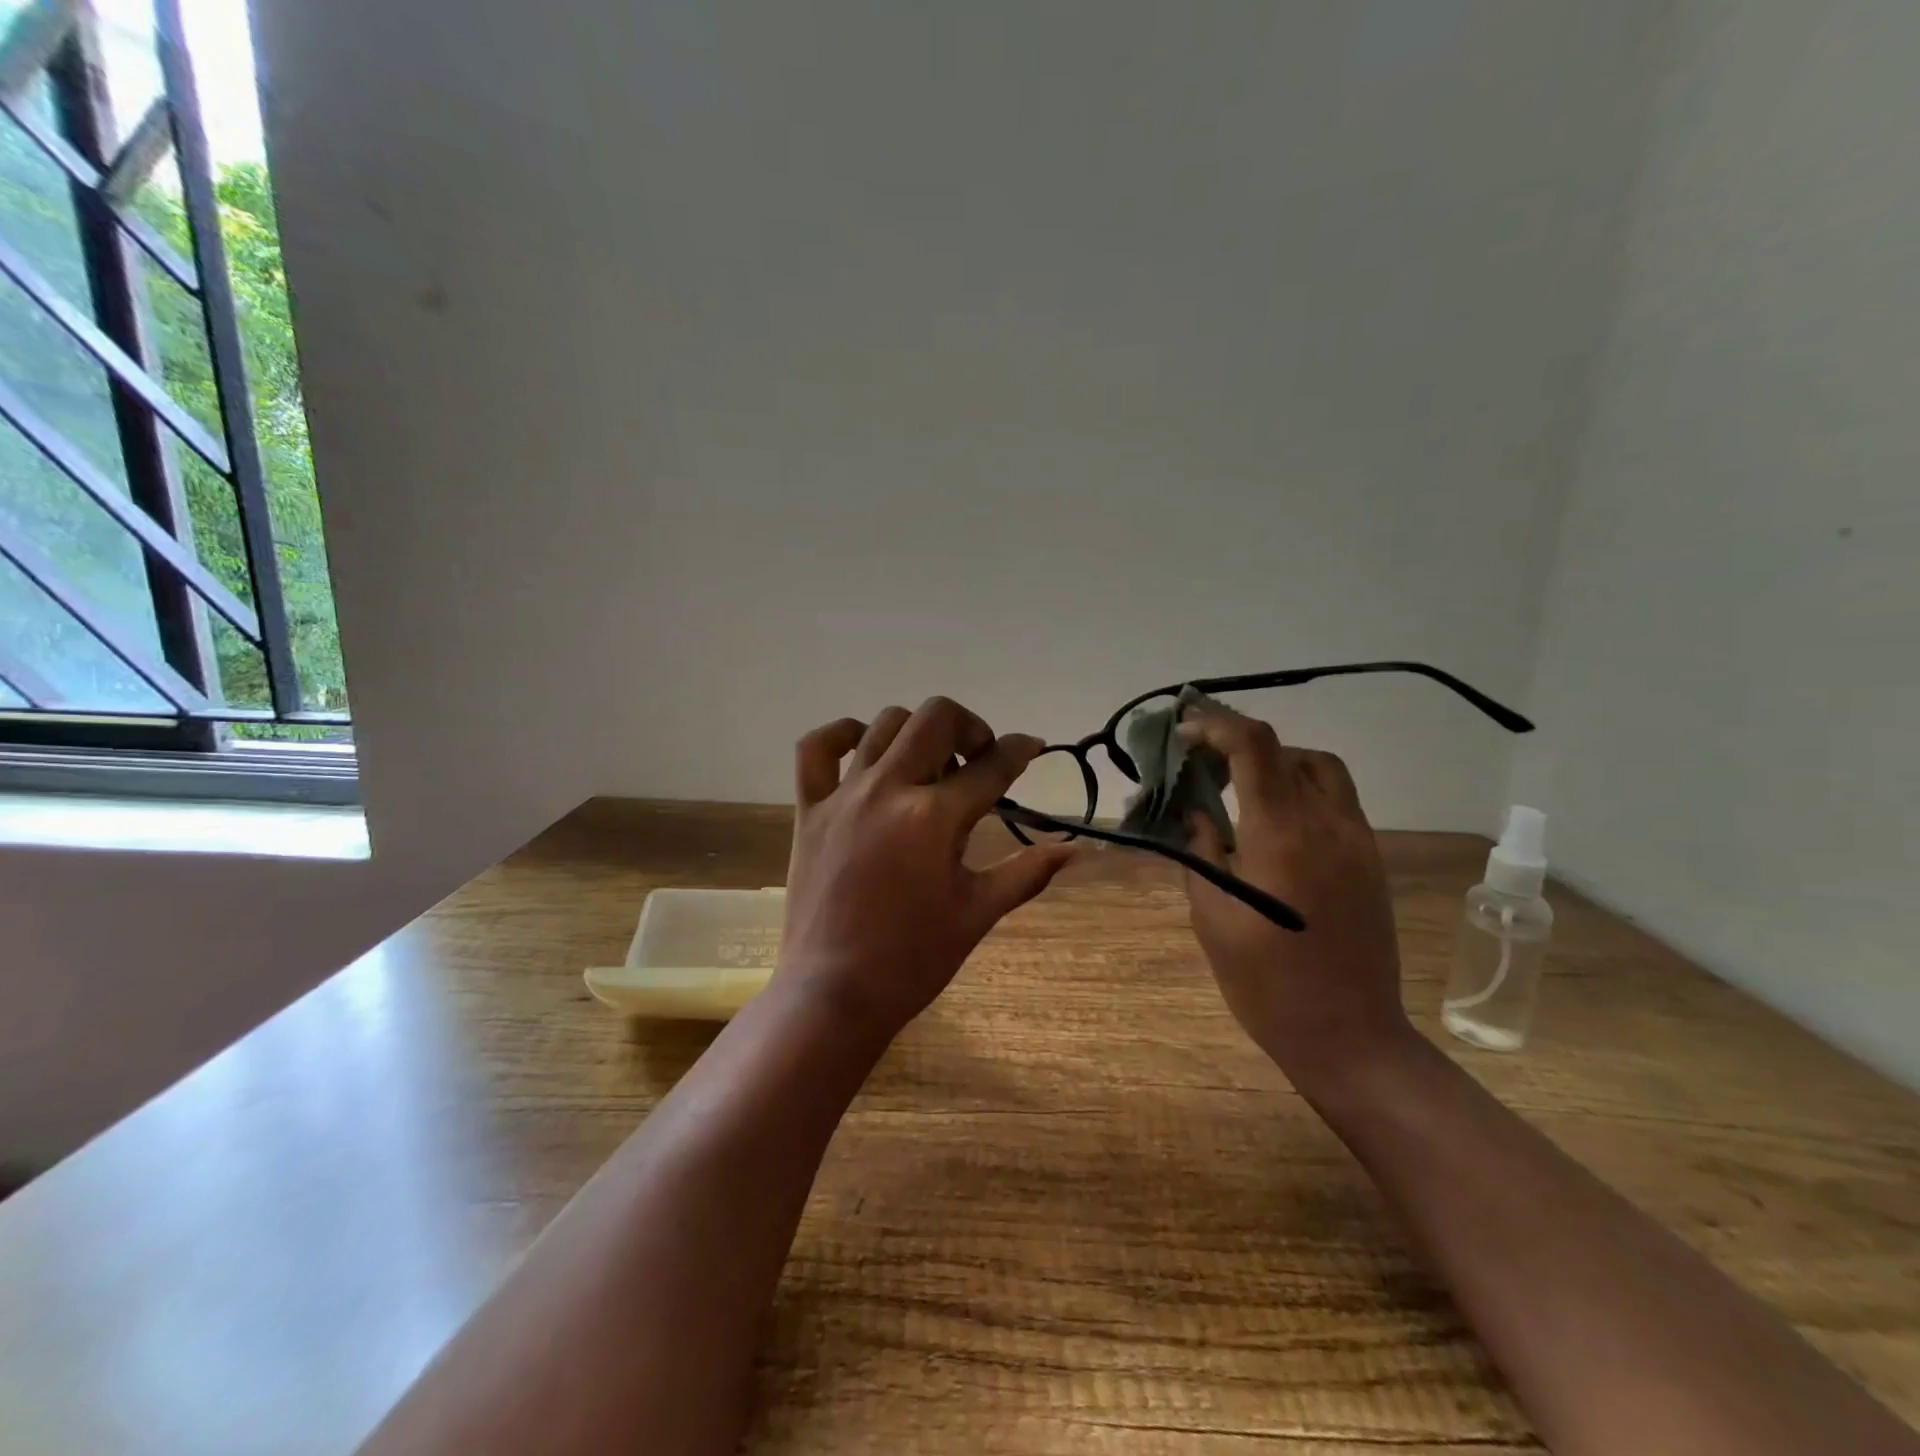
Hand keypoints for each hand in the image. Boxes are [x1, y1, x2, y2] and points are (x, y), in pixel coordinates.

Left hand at [777, 697, 1074, 1042]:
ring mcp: (843, 796)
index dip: (1020, 750)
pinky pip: (816, 748)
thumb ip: (1027, 873)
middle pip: (937, 718)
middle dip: (970, 727)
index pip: (991, 767)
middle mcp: (889, 790)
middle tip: (979, 760)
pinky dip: (842, 734)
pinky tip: (865, 747)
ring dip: (918, 731)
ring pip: (885, 723)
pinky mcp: (810, 809)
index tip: (1033, 746)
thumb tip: (1074, 849)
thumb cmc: (913, 959)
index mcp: (935, 818)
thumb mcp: (978, 914)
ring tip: (930, 763)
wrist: (834, 993)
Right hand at [1181, 703, 1410, 1086]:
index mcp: (1281, 835)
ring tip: (1242, 788)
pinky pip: (1338, 802)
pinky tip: (1275, 825)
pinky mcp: (1372, 862)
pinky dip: (1302, 791)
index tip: (1185, 732)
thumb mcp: (1213, 918)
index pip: (1254, 747)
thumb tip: (1196, 814)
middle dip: (1243, 743)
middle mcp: (1327, 825)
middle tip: (1206, 762)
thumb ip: (1202, 853)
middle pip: (1289, 750)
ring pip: (1322, 770)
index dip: (1216, 726)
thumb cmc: (1266, 984)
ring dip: (1279, 763)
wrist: (1350, 1037)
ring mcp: (1358, 842)